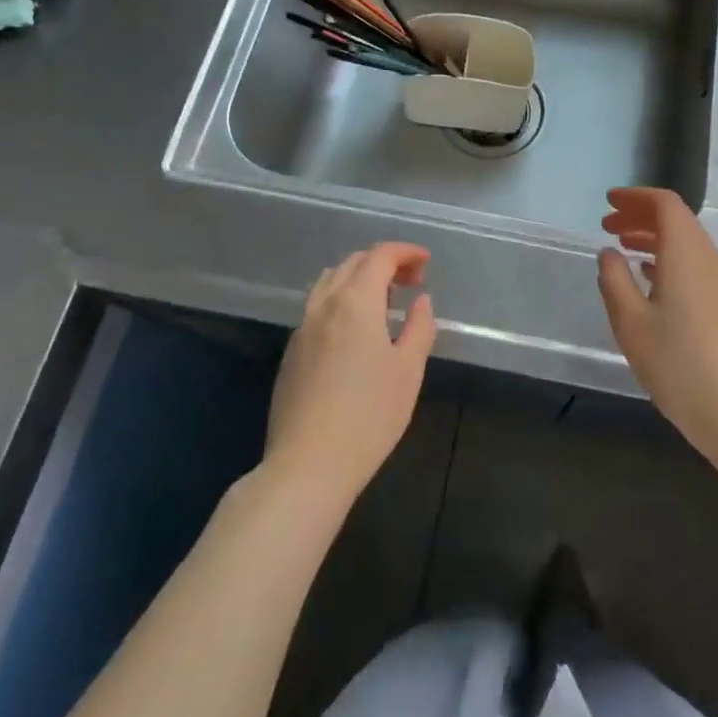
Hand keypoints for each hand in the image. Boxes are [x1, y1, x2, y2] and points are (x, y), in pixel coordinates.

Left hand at [266, 244, 436, 500]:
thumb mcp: (408, 371)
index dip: (405, 252)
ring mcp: (302, 327)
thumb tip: (421, 300)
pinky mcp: (291, 351)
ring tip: (383, 301)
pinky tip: (355, 329)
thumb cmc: (369, 416)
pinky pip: (317, 306)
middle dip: (384, 262)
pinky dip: (341, 298)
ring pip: (329, 281)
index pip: (380, 256)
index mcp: (356, 302)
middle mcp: (324, 304)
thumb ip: (419, 327)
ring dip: (359, 277)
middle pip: (353, 263)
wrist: (308, 465)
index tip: (426, 263)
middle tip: (411, 282)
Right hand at [597, 188, 717, 473]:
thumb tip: (608, 254)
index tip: (608, 202)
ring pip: (686, 243)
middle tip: (607, 225)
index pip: (665, 204)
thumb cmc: (677, 362)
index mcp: (686, 252)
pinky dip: (667, 260)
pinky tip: (649, 279)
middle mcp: (708, 258)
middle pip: (677, 220)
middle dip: (640, 216)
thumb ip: (614, 280)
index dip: (636, 197)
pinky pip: (693, 265)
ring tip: (622, 248)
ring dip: (653, 238)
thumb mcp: (630, 321)